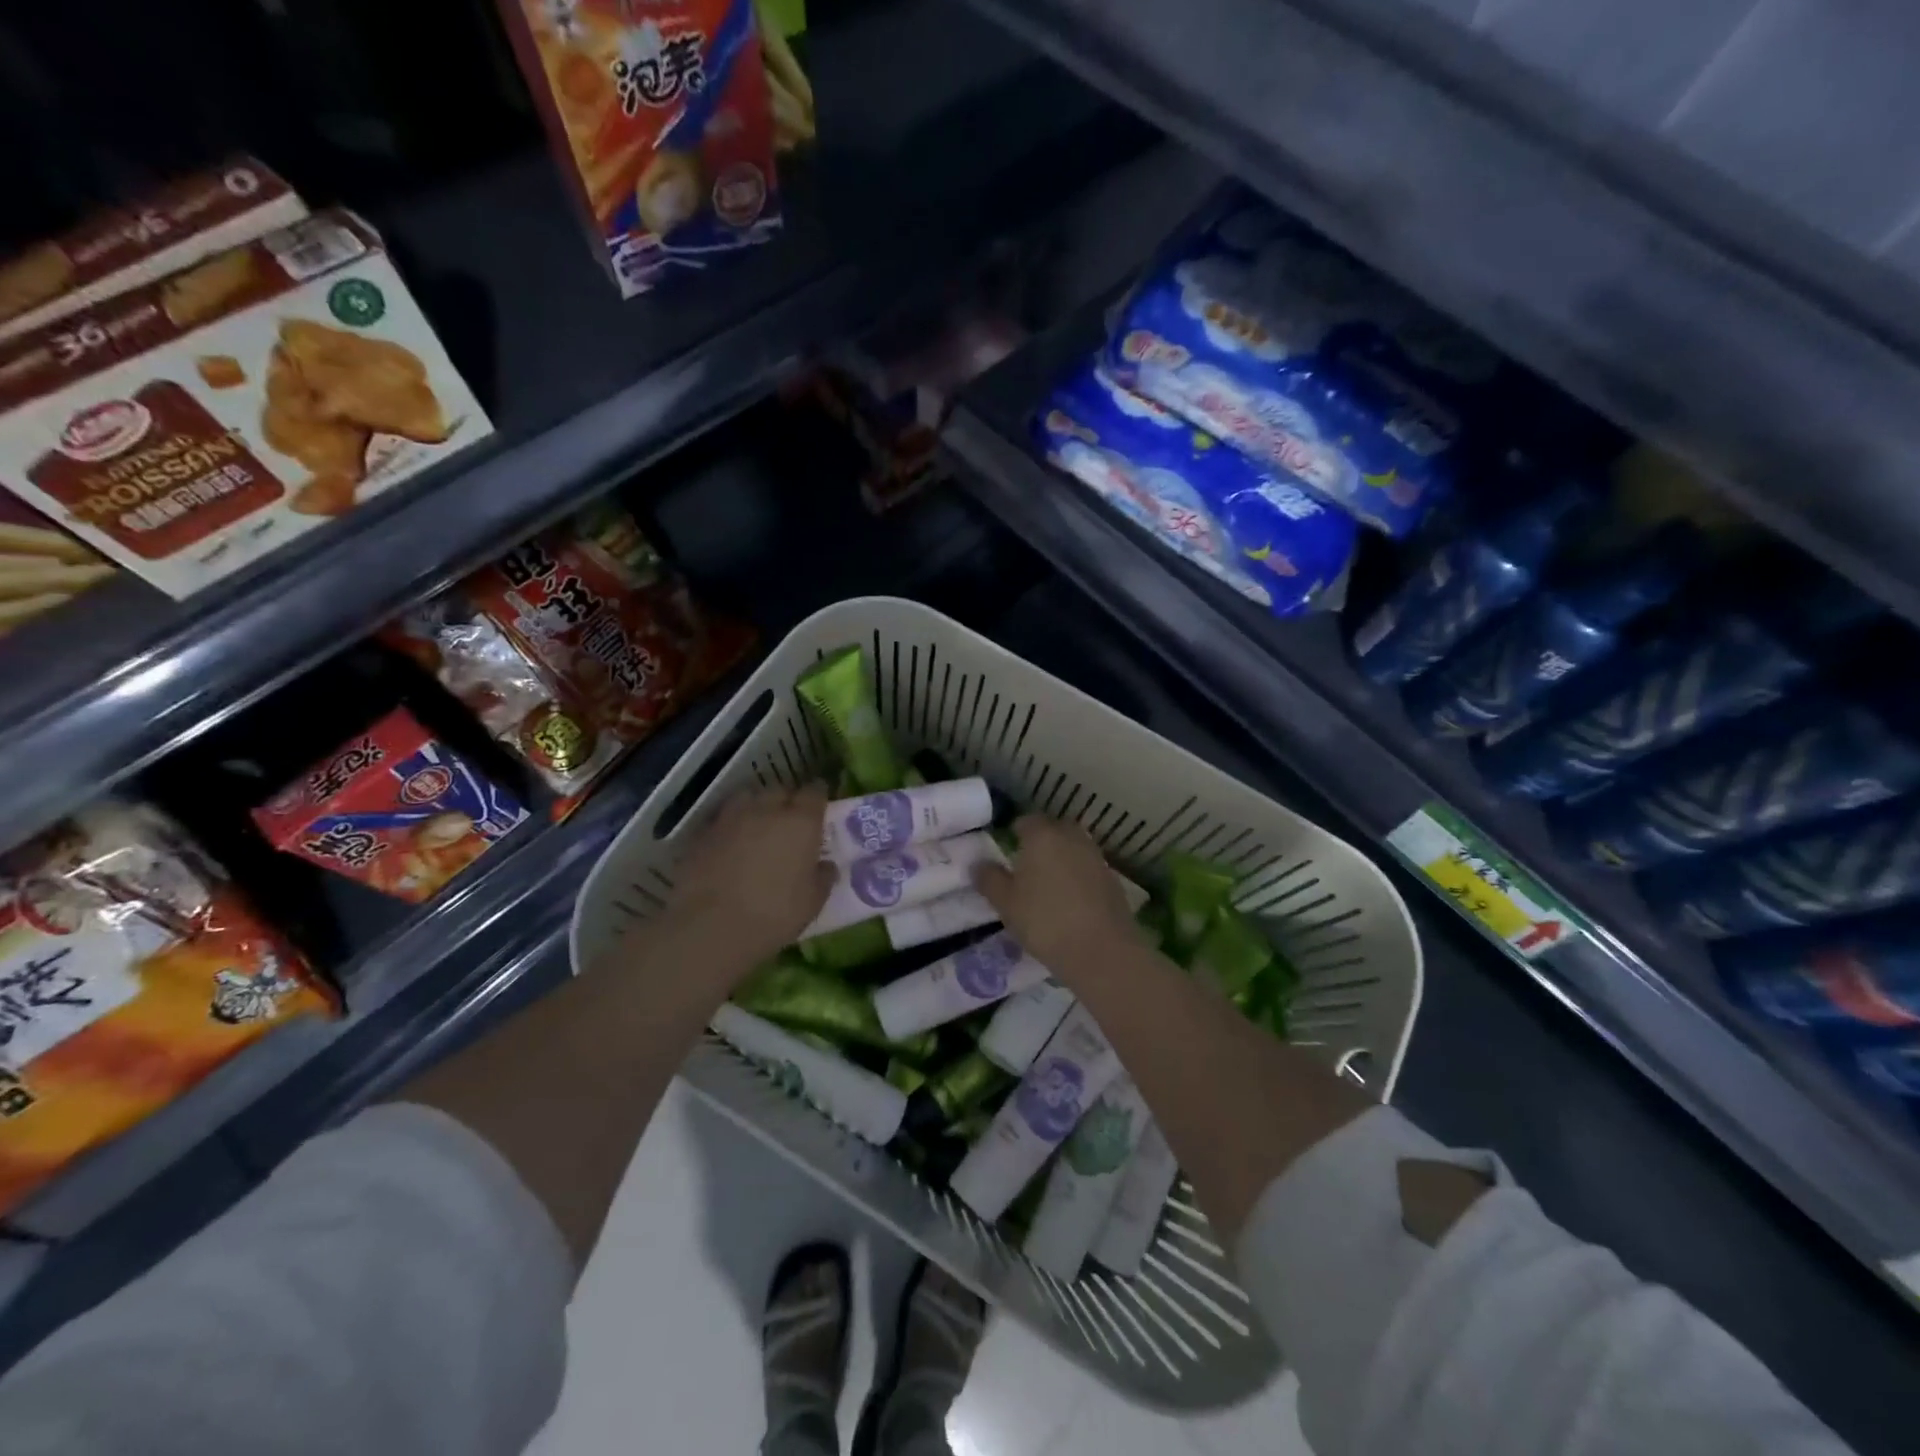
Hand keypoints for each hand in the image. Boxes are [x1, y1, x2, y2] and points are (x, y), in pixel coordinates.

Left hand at [662, 785, 834, 972]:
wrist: (711, 927)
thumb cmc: (774, 914)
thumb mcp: (812, 902)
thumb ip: (823, 877)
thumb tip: (826, 865)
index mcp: (801, 822)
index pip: (815, 792)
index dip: (818, 796)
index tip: (820, 805)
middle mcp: (767, 810)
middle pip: (780, 790)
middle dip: (787, 800)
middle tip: (790, 820)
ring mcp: (731, 818)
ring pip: (748, 798)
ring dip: (756, 807)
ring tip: (758, 826)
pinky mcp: (702, 833)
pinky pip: (723, 820)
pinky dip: (730, 826)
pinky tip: (730, 844)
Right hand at [973, 814, 1137, 983]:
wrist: (1101, 951)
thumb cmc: (1044, 921)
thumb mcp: (1006, 903)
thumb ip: (990, 879)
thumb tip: (978, 864)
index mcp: (1042, 836)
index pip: (1027, 820)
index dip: (1016, 831)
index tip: (1008, 847)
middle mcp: (1072, 838)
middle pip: (1055, 829)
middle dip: (1042, 840)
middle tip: (1028, 863)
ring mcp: (1096, 857)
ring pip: (1074, 847)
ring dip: (1062, 858)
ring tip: (1048, 883)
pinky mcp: (1113, 879)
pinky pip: (1089, 868)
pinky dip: (1079, 876)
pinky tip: (1071, 900)